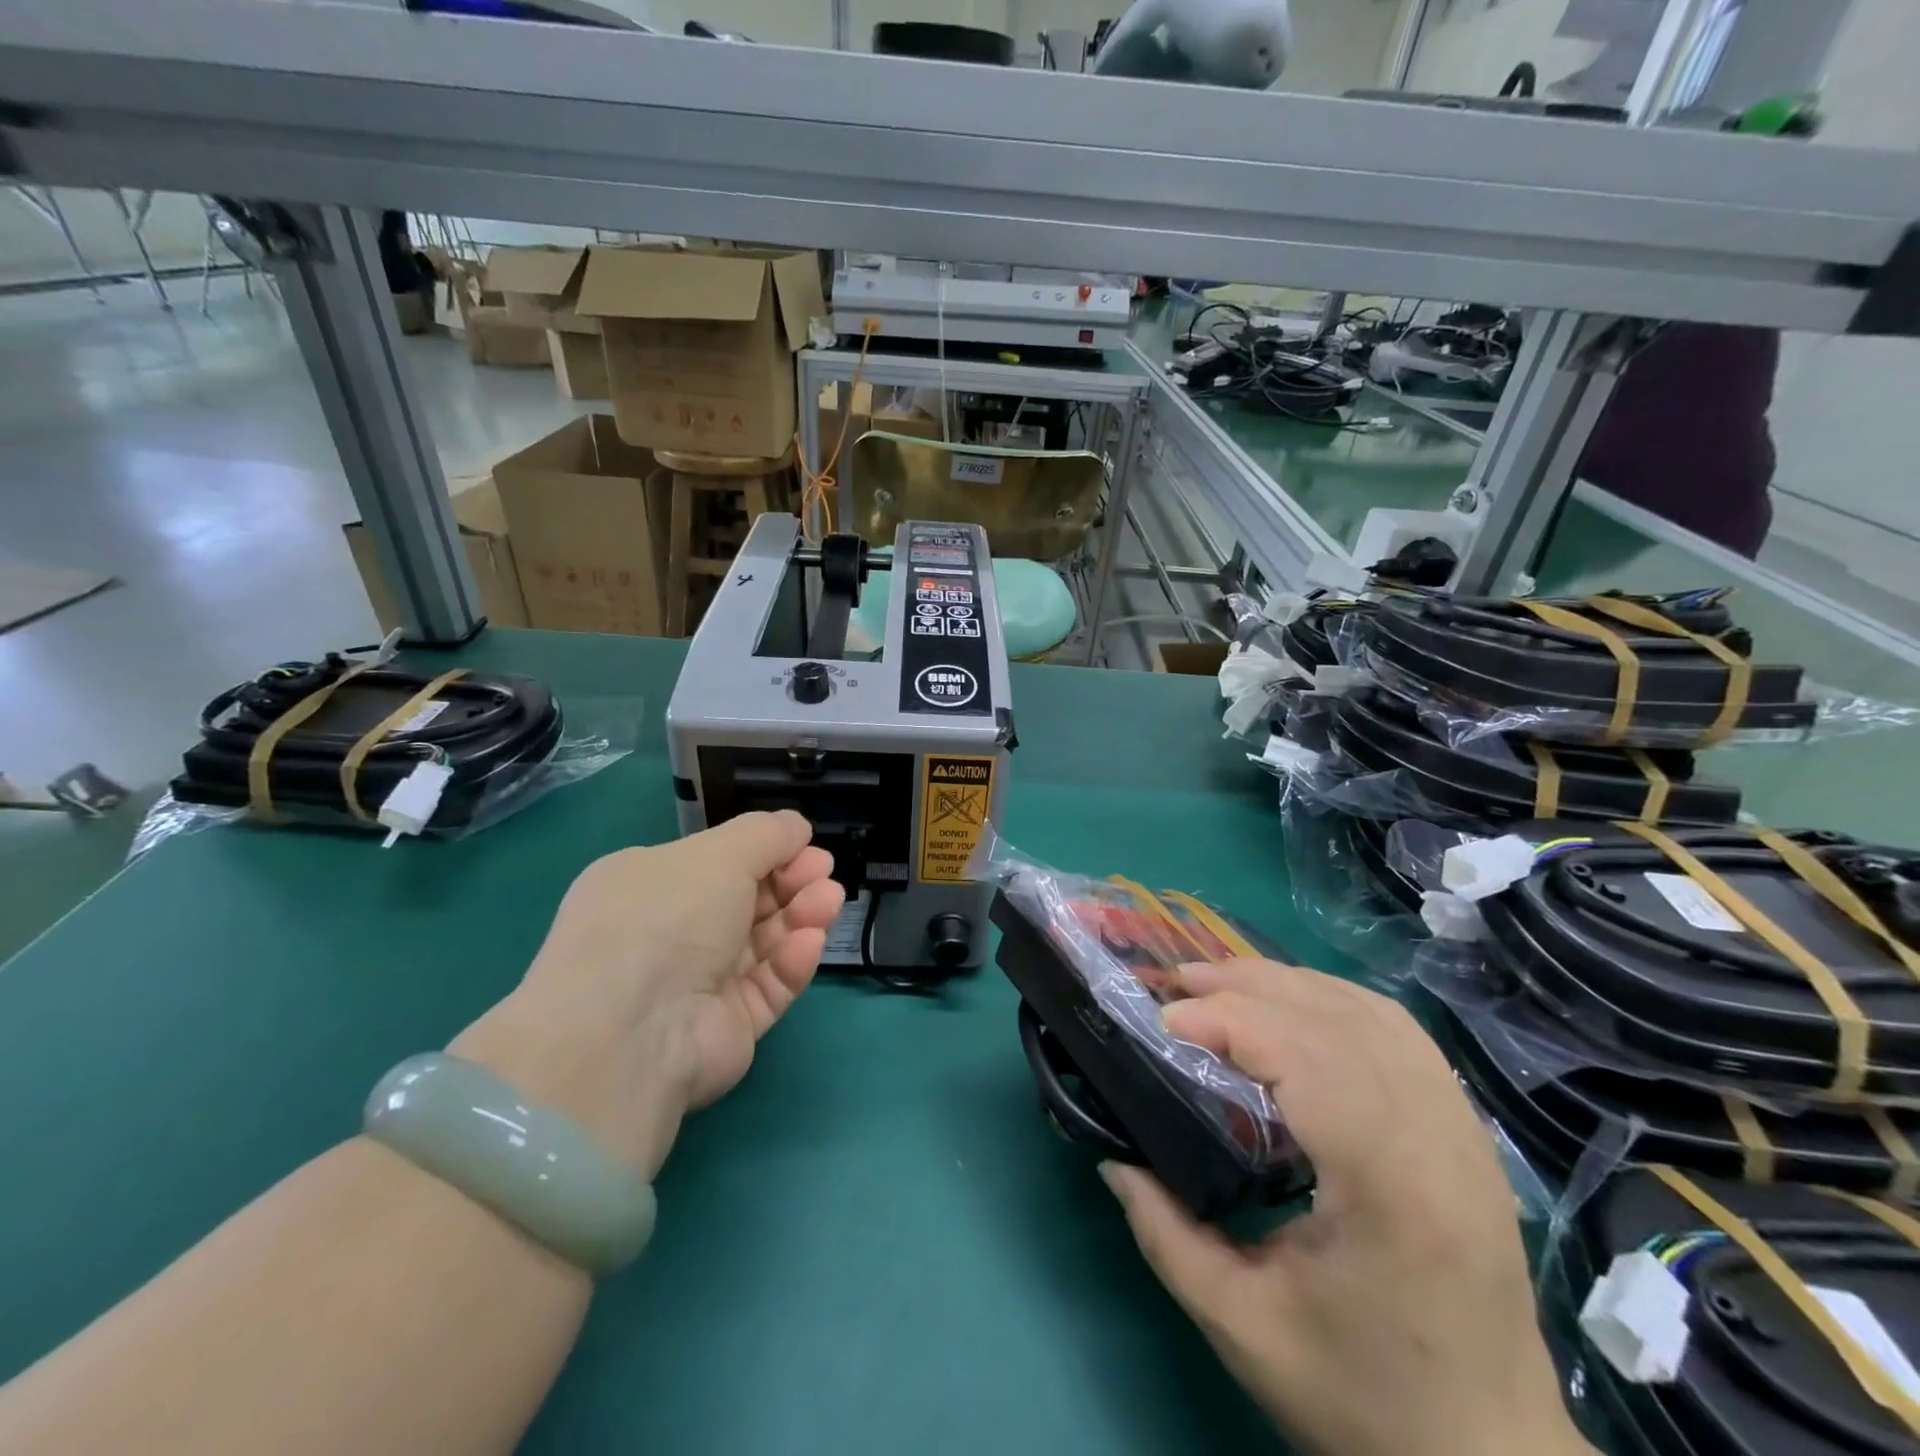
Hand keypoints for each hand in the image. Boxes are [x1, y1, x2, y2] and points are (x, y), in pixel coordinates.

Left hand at [451, 812, 843, 1178]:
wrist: (633, 1031)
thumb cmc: (667, 918)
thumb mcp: (717, 854)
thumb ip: (766, 834)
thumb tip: (796, 827)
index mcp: (648, 885)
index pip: (717, 862)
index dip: (766, 851)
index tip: (805, 845)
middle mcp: (669, 932)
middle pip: (747, 901)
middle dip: (791, 882)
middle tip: (823, 873)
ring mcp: (697, 983)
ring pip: (763, 943)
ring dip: (800, 916)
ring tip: (828, 901)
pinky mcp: (726, 1025)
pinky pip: (767, 985)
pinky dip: (790, 961)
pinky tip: (809, 942)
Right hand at [1101, 960, 1588, 1455]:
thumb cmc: (1365, 1402)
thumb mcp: (1242, 1328)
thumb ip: (1164, 1234)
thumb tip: (1113, 1158)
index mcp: (1392, 1189)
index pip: (1309, 1059)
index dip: (1231, 1021)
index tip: (1165, 1022)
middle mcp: (1440, 1141)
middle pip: (1338, 1020)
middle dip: (1249, 987)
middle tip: (1179, 982)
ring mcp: (1465, 1131)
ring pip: (1373, 1013)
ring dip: (1291, 983)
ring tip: (1224, 981)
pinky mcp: (1468, 1133)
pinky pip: (1401, 1033)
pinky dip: (1336, 1000)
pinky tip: (1294, 1003)